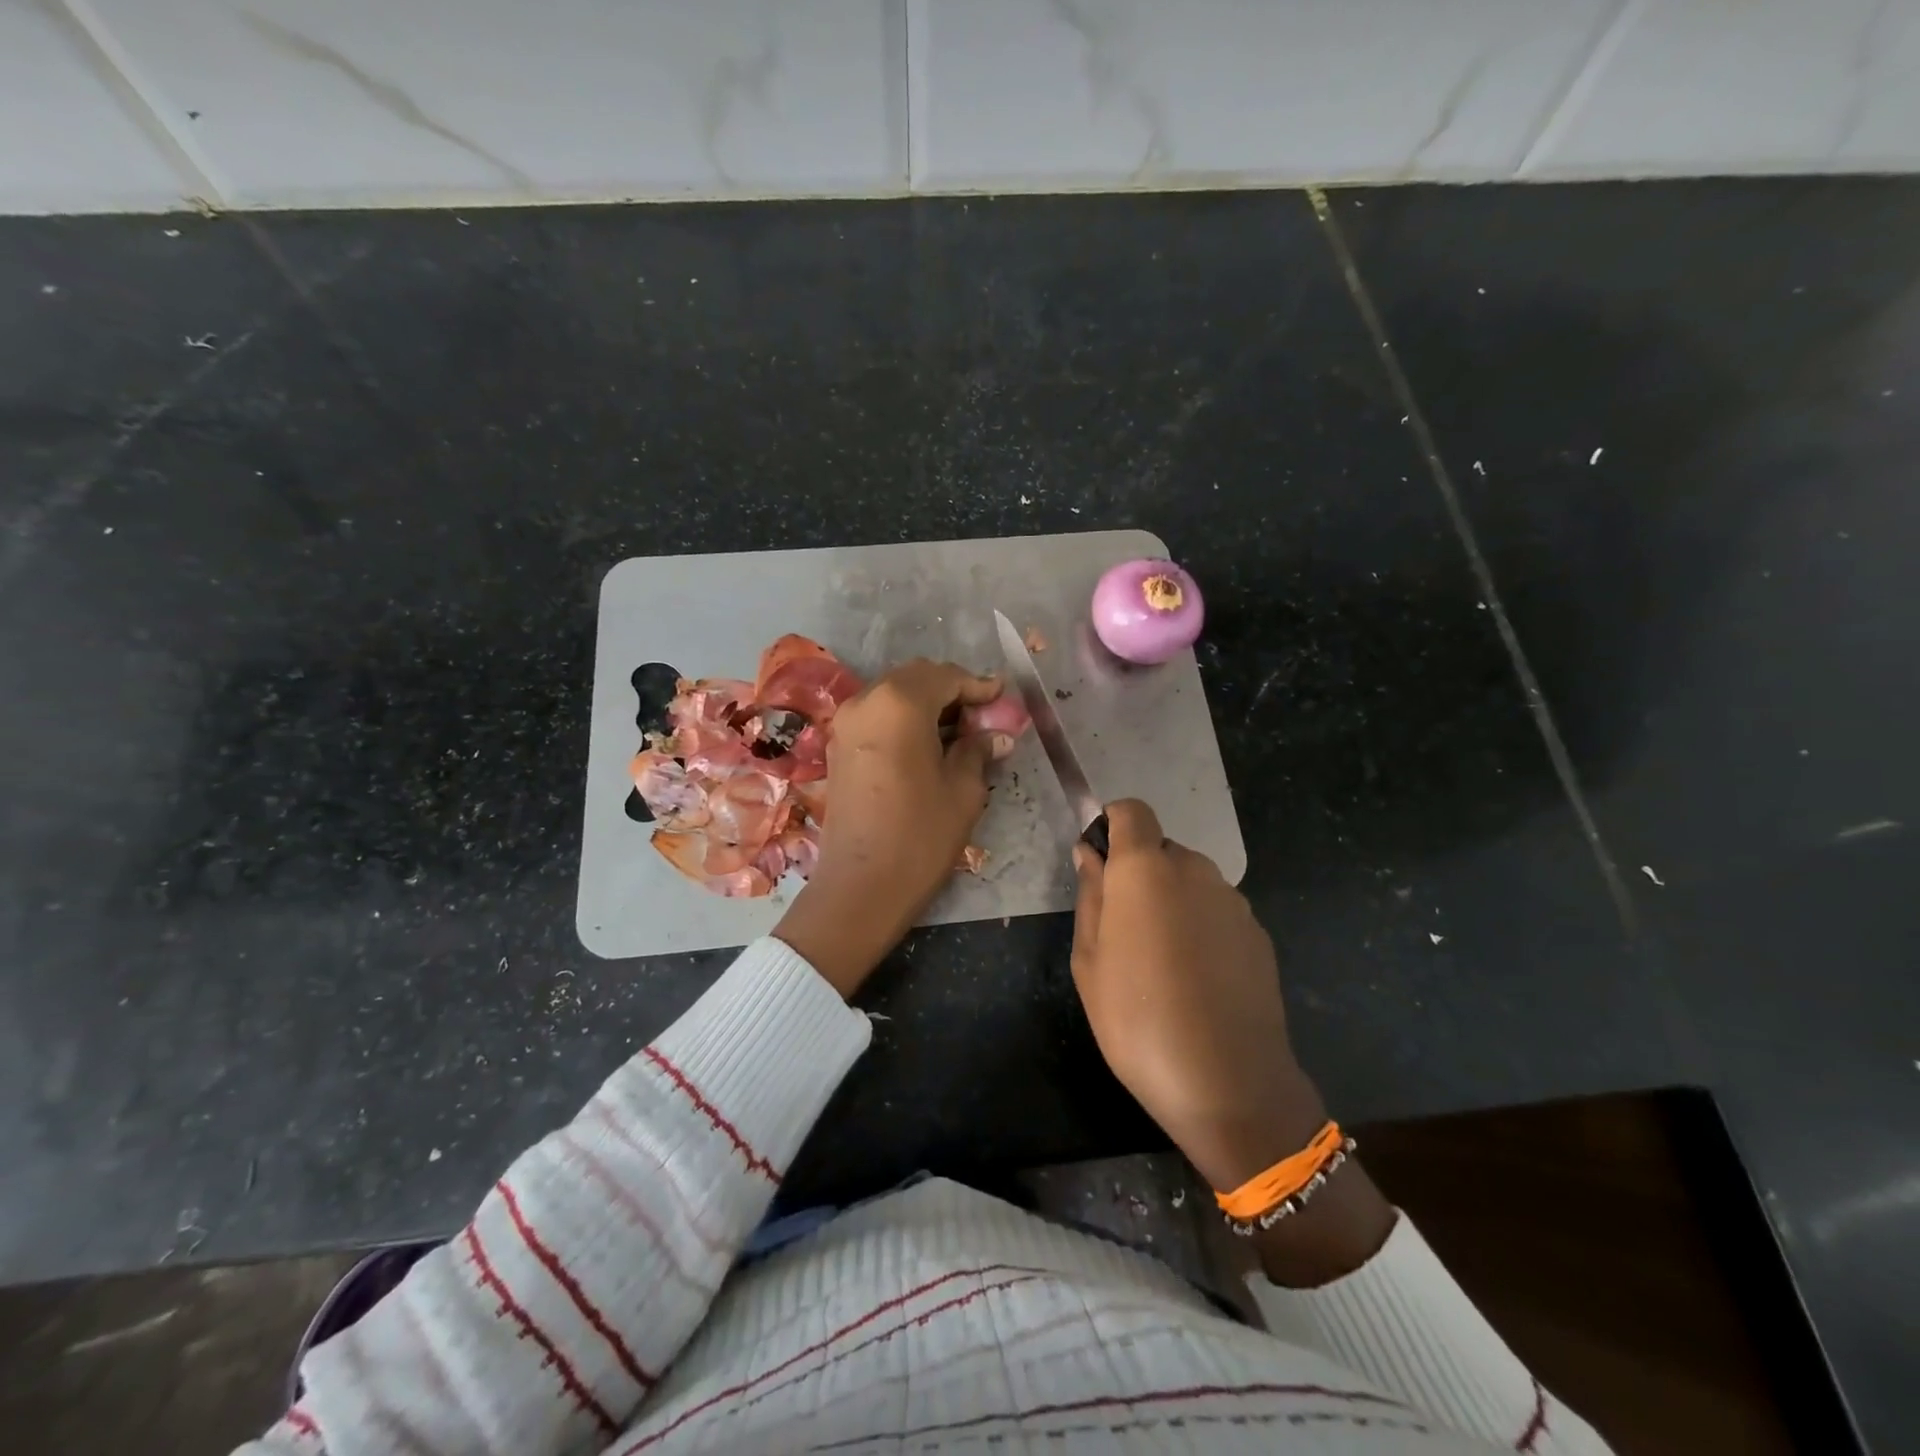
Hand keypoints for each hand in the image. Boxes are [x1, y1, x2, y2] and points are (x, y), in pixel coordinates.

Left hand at [775, 660, 1015, 996]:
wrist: (860, 888)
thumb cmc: (920, 836)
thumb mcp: (963, 791)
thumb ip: (978, 751)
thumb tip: (996, 735)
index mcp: (900, 703)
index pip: (946, 677)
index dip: (978, 686)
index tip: (1003, 698)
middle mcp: (866, 701)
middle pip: (916, 678)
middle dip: (951, 690)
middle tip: (982, 714)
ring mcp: (845, 723)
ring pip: (893, 694)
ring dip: (927, 704)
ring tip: (959, 731)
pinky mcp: (837, 747)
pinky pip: (877, 715)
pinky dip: (904, 719)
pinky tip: (927, 744)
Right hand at [1070, 799, 1395, 1285]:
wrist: (1229, 1083)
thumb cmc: (1137, 1019)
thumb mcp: (1090, 960)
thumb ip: (1091, 895)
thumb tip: (1091, 854)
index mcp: (1146, 868)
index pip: (1132, 810)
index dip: (1112, 826)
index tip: (1100, 866)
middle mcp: (1194, 869)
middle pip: (1161, 849)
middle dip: (1139, 874)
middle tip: (1122, 930)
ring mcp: (1233, 901)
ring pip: (1190, 882)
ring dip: (1171, 902)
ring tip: (1160, 964)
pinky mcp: (1258, 933)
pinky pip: (1216, 913)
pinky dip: (1200, 928)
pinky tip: (1196, 981)